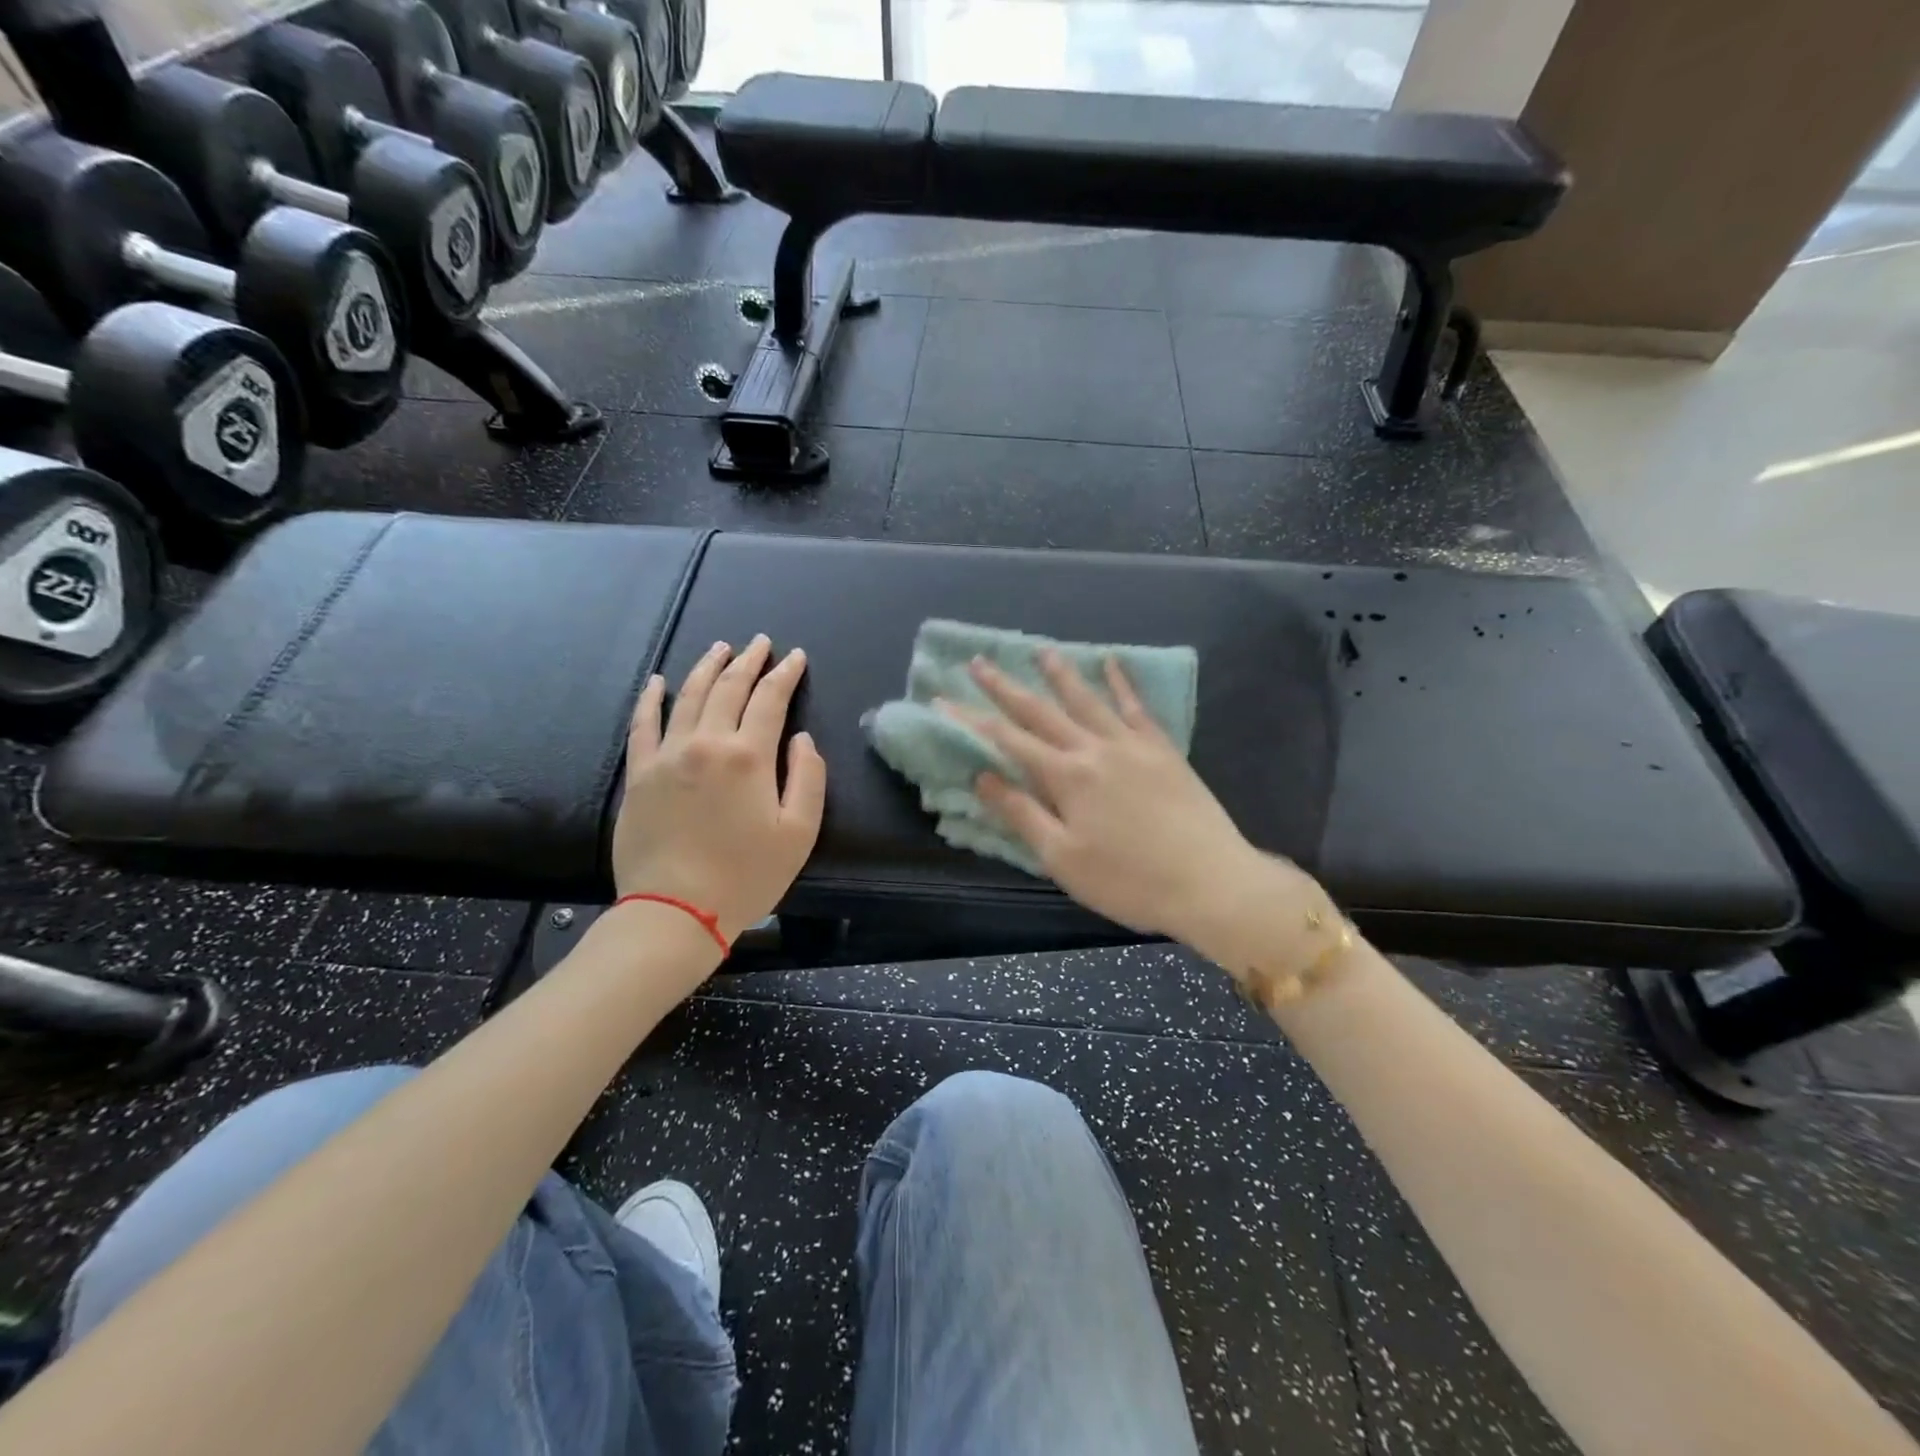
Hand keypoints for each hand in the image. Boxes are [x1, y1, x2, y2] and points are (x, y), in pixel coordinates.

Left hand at [611, 637, 826, 942]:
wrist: (676, 911)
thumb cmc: (746, 876)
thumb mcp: (799, 833)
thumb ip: (808, 778)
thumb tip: (801, 739)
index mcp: (749, 756)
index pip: (770, 699)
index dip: (786, 674)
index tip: (795, 657)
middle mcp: (706, 743)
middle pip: (728, 688)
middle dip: (749, 661)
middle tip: (762, 642)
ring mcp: (667, 755)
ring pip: (688, 696)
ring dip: (707, 667)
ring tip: (721, 648)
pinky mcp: (639, 774)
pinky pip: (642, 724)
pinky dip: (651, 698)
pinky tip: (657, 680)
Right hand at [955, 652, 1317, 963]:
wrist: (1210, 882)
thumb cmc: (1129, 881)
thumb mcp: (1063, 858)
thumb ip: (1021, 813)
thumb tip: (983, 776)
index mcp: (1066, 777)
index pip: (1007, 740)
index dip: (971, 719)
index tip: (942, 700)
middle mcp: (1094, 749)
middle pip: (1041, 712)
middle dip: (1005, 687)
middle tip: (978, 662)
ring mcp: (1132, 745)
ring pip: (1087, 700)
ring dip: (1060, 674)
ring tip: (1041, 651)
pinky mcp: (1162, 750)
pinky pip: (1136, 707)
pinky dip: (1121, 683)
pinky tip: (1113, 663)